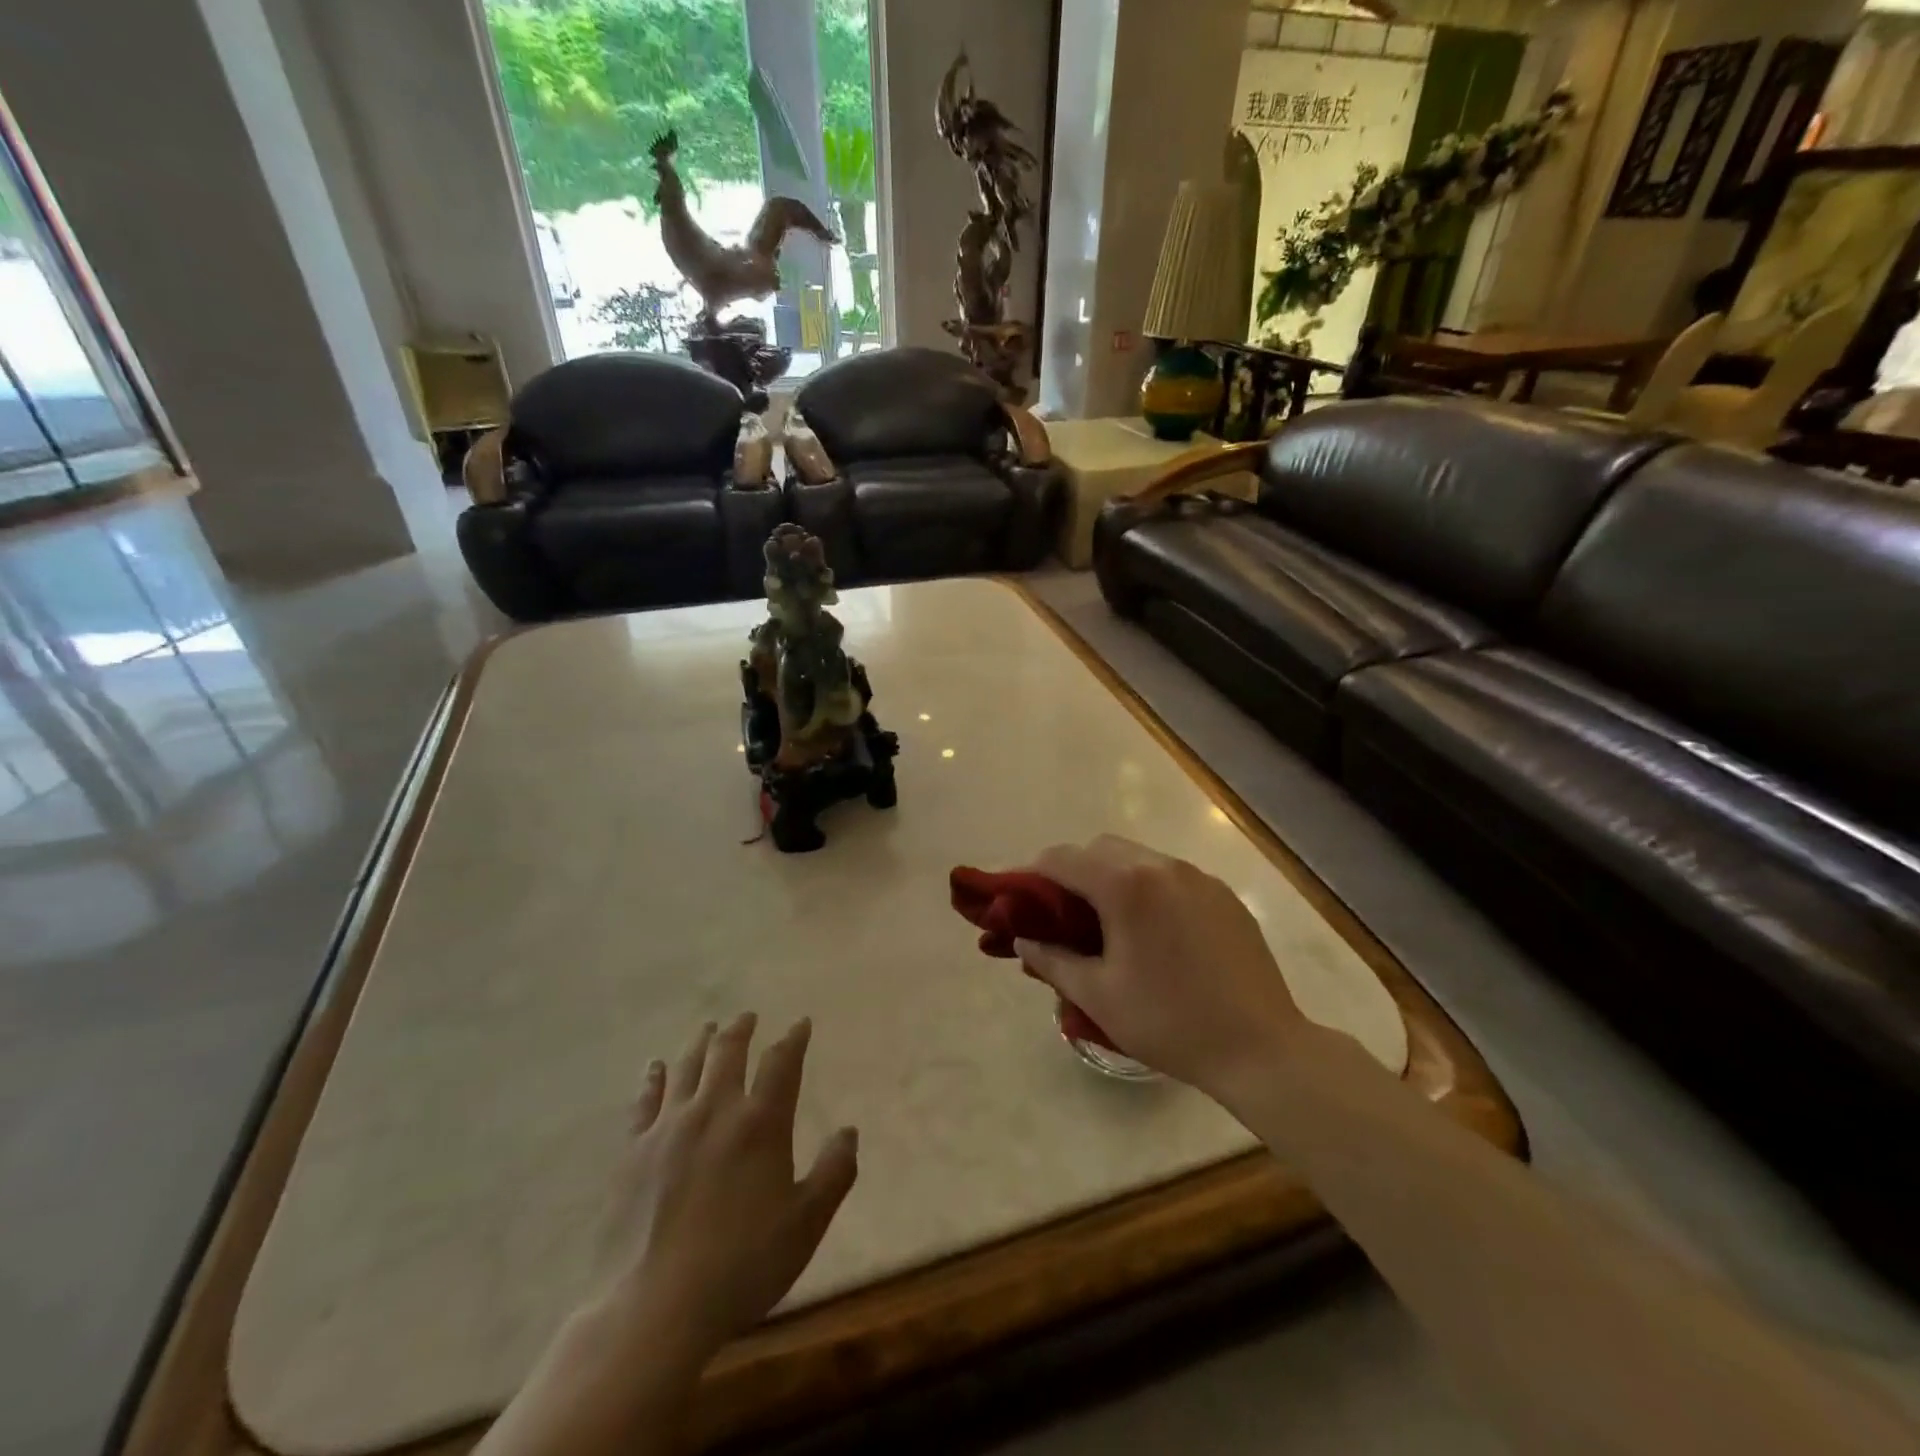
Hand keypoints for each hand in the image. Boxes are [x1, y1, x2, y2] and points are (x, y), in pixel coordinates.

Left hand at [594, 1014, 857, 1362]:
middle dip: (741, 1029)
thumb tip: (849, 1131)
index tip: (800, 1024)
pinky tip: (655, 1066)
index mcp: (761, 1123)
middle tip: (747, 1016)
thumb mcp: (806, 1224)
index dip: (793, 1039)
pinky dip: (653, 1078)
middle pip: (729, 1052)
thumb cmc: (742, 1266)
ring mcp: (670, 1127)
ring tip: (709, 1028)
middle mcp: (716, 1110)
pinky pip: (645, 1101)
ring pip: (688, 1067)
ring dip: (702, 1043)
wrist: (654, 1309)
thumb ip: (834, 1172)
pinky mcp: (634, 1151)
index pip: (782, 1064)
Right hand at [1017, 835, 1308, 1097]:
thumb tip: (1023, 939)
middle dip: (1072, 871)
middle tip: (1061, 915)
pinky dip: (1147, 888)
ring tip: (1107, 924)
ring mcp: (1197, 877)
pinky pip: (1170, 876)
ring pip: (1138, 857)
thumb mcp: (1097, 995)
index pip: (1062, 858)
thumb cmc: (1169, 1022)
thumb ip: (1051, 959)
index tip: (1019, 902)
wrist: (1261, 1048)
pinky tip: (1152, 932)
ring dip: (1111, 877)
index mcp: (1126, 885)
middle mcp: (1161, 865)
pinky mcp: (1222, 894)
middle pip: (1100, 848)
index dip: (1031, 875)